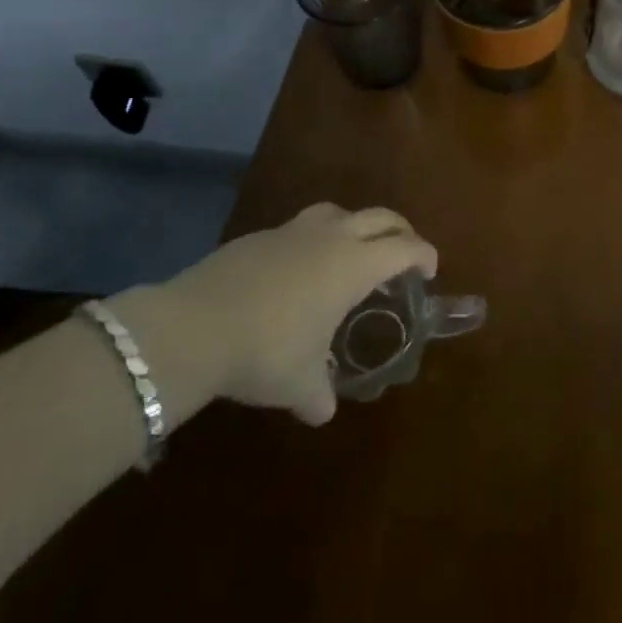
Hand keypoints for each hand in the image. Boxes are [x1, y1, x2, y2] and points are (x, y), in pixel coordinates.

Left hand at [134, 202, 437, 425]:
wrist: (192, 327)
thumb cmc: (266, 350)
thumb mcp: (299, 383)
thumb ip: (319, 395)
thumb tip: (322, 410)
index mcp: (354, 264)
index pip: (405, 247)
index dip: (424, 255)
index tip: (429, 271)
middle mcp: (331, 237)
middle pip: (380, 217)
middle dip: (399, 231)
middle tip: (403, 252)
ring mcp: (292, 232)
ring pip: (338, 212)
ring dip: (355, 226)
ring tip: (351, 253)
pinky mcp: (258, 236)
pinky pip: (299, 229)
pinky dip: (312, 241)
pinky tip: (298, 271)